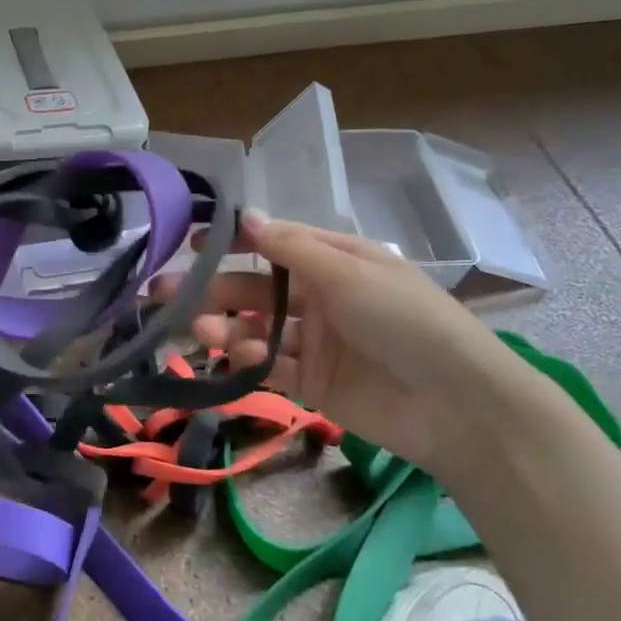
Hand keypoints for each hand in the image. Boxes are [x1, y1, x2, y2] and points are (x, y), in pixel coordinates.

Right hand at [161, 212, 563, 482]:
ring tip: (200, 330)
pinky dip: (248, 359)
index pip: (275, 243)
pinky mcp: (312, 383)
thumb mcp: (349, 273)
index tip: (190, 242)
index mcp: (336, 262)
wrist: (457, 405)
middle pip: (255, 288)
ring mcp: (315, 342)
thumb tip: (247, 214)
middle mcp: (321, 297)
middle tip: (164, 294)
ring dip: (224, 325)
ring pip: (255, 327)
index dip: (234, 241)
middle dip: (212, 288)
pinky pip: (270, 365)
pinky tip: (236, 356)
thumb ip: (292, 248)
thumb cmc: (405, 320)